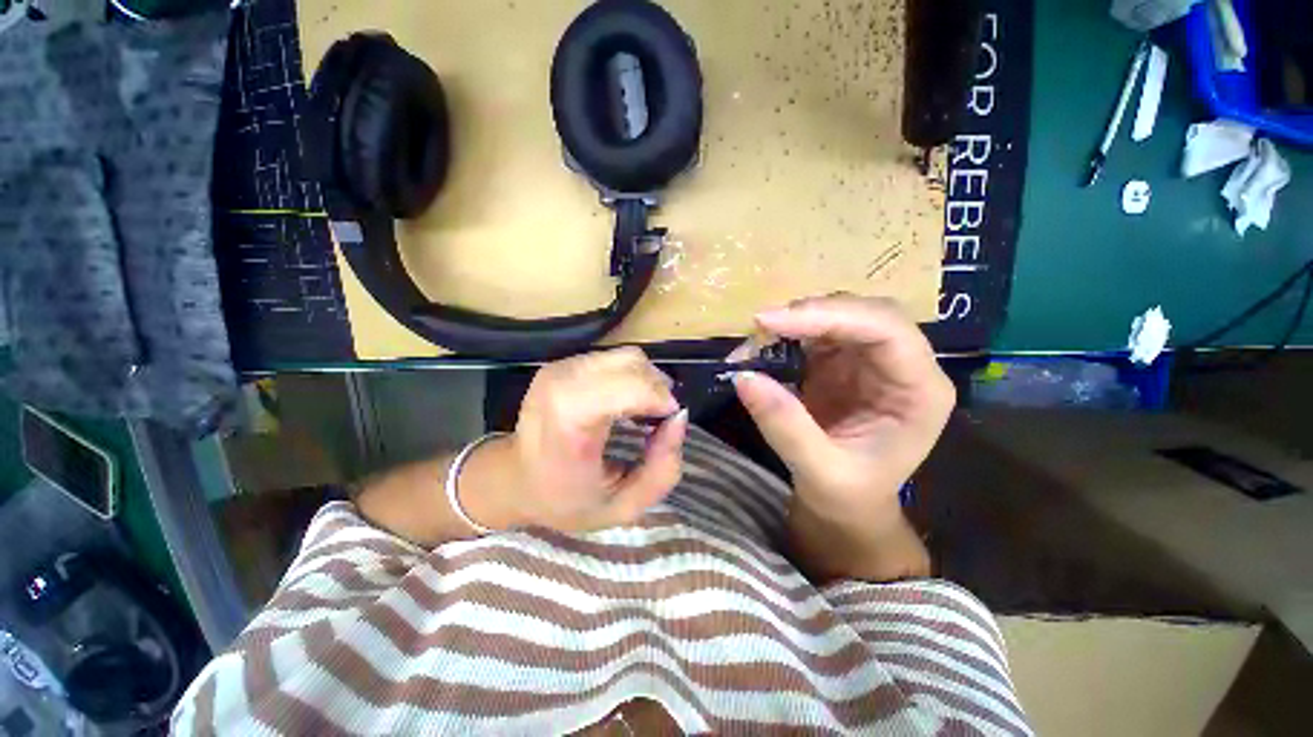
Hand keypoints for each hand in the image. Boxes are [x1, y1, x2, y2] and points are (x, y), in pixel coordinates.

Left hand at [465, 347, 687, 532]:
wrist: (515, 478)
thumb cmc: (565, 499)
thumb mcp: (623, 506)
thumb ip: (662, 469)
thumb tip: (679, 418)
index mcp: (570, 419)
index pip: (633, 386)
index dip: (662, 400)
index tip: (670, 423)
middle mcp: (563, 382)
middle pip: (634, 365)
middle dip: (658, 389)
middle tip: (660, 419)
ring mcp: (561, 367)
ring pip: (627, 356)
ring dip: (646, 380)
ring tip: (643, 411)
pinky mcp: (563, 362)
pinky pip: (614, 359)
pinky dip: (630, 376)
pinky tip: (626, 401)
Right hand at [733, 295, 954, 525]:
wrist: (847, 504)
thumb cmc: (847, 494)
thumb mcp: (817, 470)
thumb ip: (784, 425)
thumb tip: (743, 376)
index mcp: (920, 392)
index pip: (887, 330)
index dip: (831, 315)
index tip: (772, 322)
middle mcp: (902, 365)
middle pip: (865, 313)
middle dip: (812, 312)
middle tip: (761, 325)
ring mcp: (872, 360)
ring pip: (840, 314)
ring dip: (796, 319)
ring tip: (757, 336)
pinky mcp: (843, 360)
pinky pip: (817, 331)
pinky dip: (787, 332)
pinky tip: (765, 344)